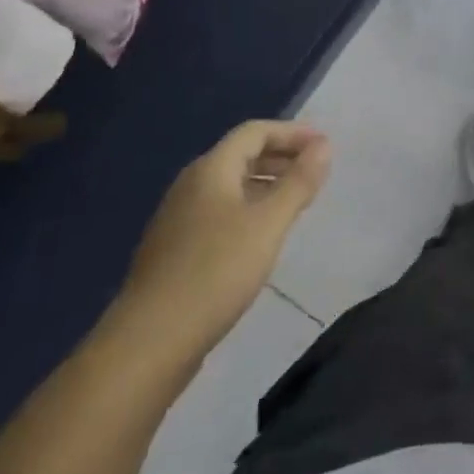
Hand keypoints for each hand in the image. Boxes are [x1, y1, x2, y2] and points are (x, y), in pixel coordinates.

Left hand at [108, 121, 329, 368]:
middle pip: (241, 155)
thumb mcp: (269, 224)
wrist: (149, 341)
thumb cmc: (216, 272)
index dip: (292, 132)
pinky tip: (262, 236)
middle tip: (315, 171)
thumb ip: (299, 182)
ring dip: (266, 183)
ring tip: (296, 201)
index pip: (254, 132)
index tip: (324, 145)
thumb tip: (324, 145)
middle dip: (281, 156)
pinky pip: (219, 211)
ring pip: (230, 185)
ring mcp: (178, 218)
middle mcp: (191, 185)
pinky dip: (248, 208)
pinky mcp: (175, 249)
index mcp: (211, 170)